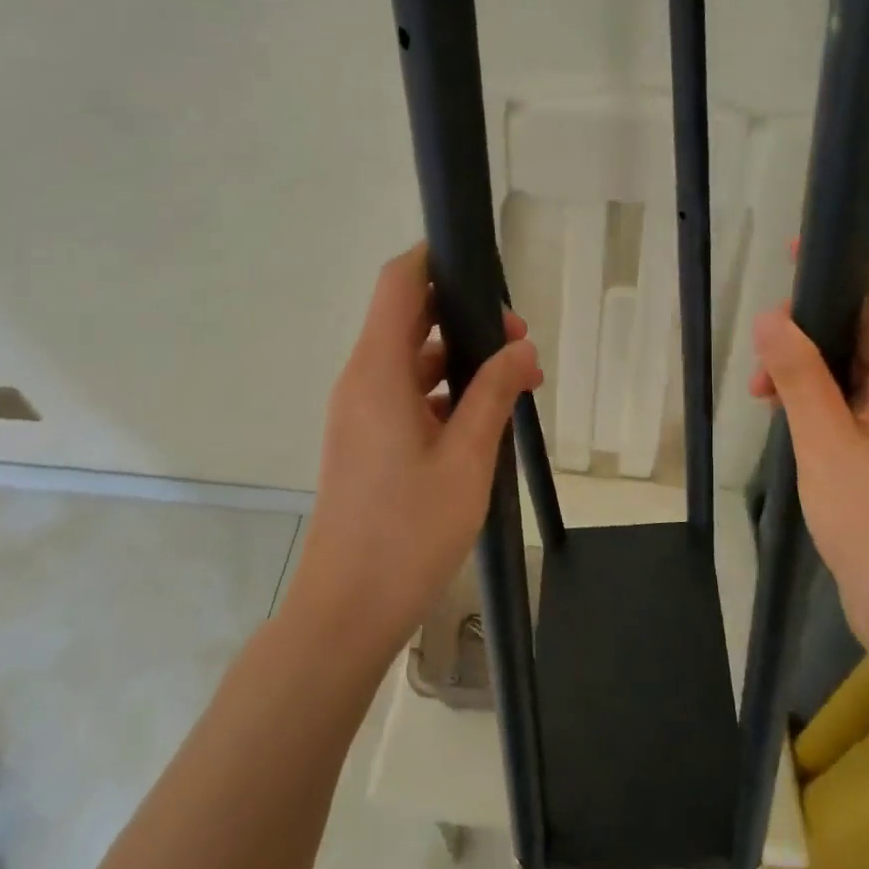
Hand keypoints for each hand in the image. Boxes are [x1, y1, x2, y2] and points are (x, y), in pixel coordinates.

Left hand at [286, 243, 542, 667]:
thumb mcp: (466, 459)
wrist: (347, 610)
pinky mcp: (366, 440)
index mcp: (377, 372)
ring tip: (518, 382)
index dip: (435, 258)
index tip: (482, 265)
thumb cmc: (407, 532)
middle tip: (521, 342)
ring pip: (413, 361)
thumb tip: (521, 349)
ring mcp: (361, 412)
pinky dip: (445, 393)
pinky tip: (486, 418)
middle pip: (410, 319)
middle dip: (466, 317)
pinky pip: (407, 395)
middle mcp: (362, 381)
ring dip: (461, 361)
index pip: (399, 283)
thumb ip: (494, 394)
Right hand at [749, 246, 868, 685]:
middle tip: (762, 340)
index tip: (794, 254)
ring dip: (810, 362)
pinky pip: (857, 397)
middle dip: (814, 320)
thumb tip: (771, 315)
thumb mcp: (825, 445)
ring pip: (859, 362)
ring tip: (760, 388)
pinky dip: (819, 394)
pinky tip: (781, 412)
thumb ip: (798, 375)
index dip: (850, 259)